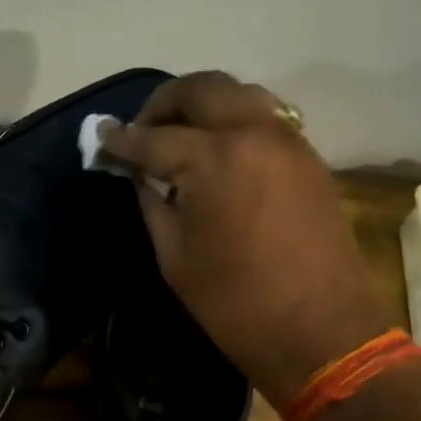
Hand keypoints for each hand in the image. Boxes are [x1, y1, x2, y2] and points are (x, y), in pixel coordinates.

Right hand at [101, 72, 394, 407]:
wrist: (320, 331)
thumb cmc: (235, 304)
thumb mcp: (175, 258)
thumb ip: (153, 204)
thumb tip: (141, 176)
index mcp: (212, 159)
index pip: (153, 137)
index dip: (121, 140)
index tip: (100, 138)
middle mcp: (253, 133)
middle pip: (202, 89)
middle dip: (163, 103)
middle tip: (141, 129)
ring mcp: (288, 140)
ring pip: (240, 94)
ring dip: (204, 104)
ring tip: (180, 134)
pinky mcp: (309, 158)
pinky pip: (266, 118)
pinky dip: (236, 120)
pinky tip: (219, 150)